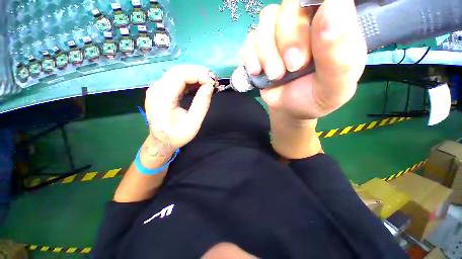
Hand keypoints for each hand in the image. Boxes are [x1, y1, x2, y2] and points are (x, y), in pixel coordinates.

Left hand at [144, 65, 214, 156]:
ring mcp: (158, 89)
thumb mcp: (193, 124)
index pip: (180, 75)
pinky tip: (199, 85)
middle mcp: (157, 89)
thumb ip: (201, 105)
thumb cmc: (176, 136)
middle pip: (178, 71)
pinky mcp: (161, 91)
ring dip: (194, 75)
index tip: (212, 83)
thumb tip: (210, 87)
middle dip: (198, 72)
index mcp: (162, 97)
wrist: (161, 142)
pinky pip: (176, 80)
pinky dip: (190, 81)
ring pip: (177, 73)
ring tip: (208, 82)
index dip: (198, 75)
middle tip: (213, 80)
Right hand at [244, 0, 366, 118]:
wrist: (289, 109)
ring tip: (275, 76)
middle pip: (291, 5)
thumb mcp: (333, 86)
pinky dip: (251, 56)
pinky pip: (251, 38)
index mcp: (334, 25)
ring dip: (268, 53)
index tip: (311, 40)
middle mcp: (307, 21)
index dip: (313, 8)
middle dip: (289, 39)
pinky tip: (257, 72)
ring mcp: (280, 32)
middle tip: (293, 67)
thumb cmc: (314, 98)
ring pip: (267, 19)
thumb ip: (339, 53)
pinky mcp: (261, 45)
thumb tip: (334, 4)